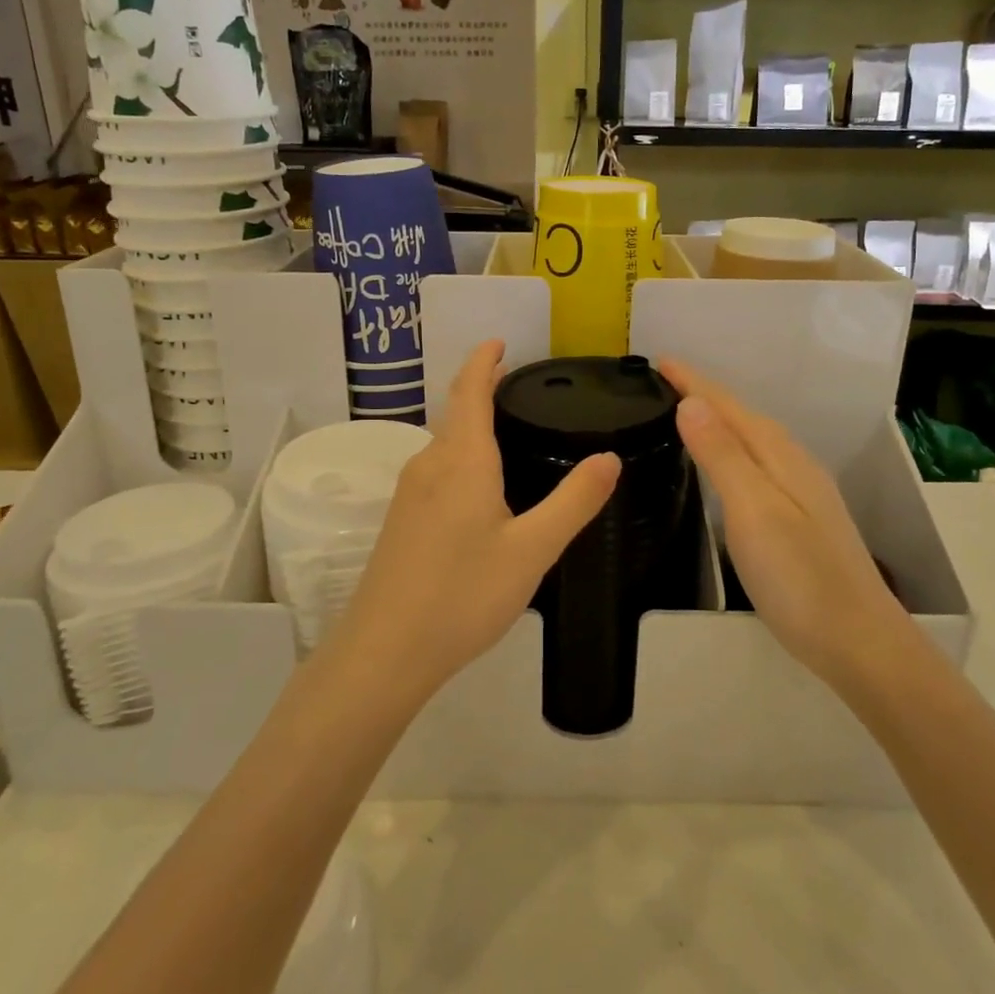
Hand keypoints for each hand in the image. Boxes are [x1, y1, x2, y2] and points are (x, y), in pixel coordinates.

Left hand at [335, 340, 621, 703]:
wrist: (385, 651)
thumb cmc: (462, 594)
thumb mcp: (532, 550)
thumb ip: (573, 501)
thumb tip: (609, 457)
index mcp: (462, 461)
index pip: (469, 391)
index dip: (483, 361)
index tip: (499, 341)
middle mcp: (429, 465)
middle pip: (455, 415)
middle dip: (482, 393)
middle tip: (520, 391)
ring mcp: (408, 494)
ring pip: (444, 446)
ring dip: (471, 428)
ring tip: (508, 436)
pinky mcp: (400, 521)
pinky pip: (436, 472)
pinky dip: (461, 459)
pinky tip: (480, 490)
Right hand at [659, 358, 904, 684]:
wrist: (859, 642)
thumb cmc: (799, 577)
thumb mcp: (753, 510)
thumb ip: (722, 455)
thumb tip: (691, 402)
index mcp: (779, 456)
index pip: (728, 406)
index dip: (693, 382)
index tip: (659, 360)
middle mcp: (794, 464)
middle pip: (743, 417)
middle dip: (704, 395)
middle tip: (664, 382)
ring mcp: (802, 492)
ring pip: (753, 440)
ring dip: (719, 422)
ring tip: (686, 413)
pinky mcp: (801, 518)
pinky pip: (758, 464)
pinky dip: (733, 451)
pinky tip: (726, 468)